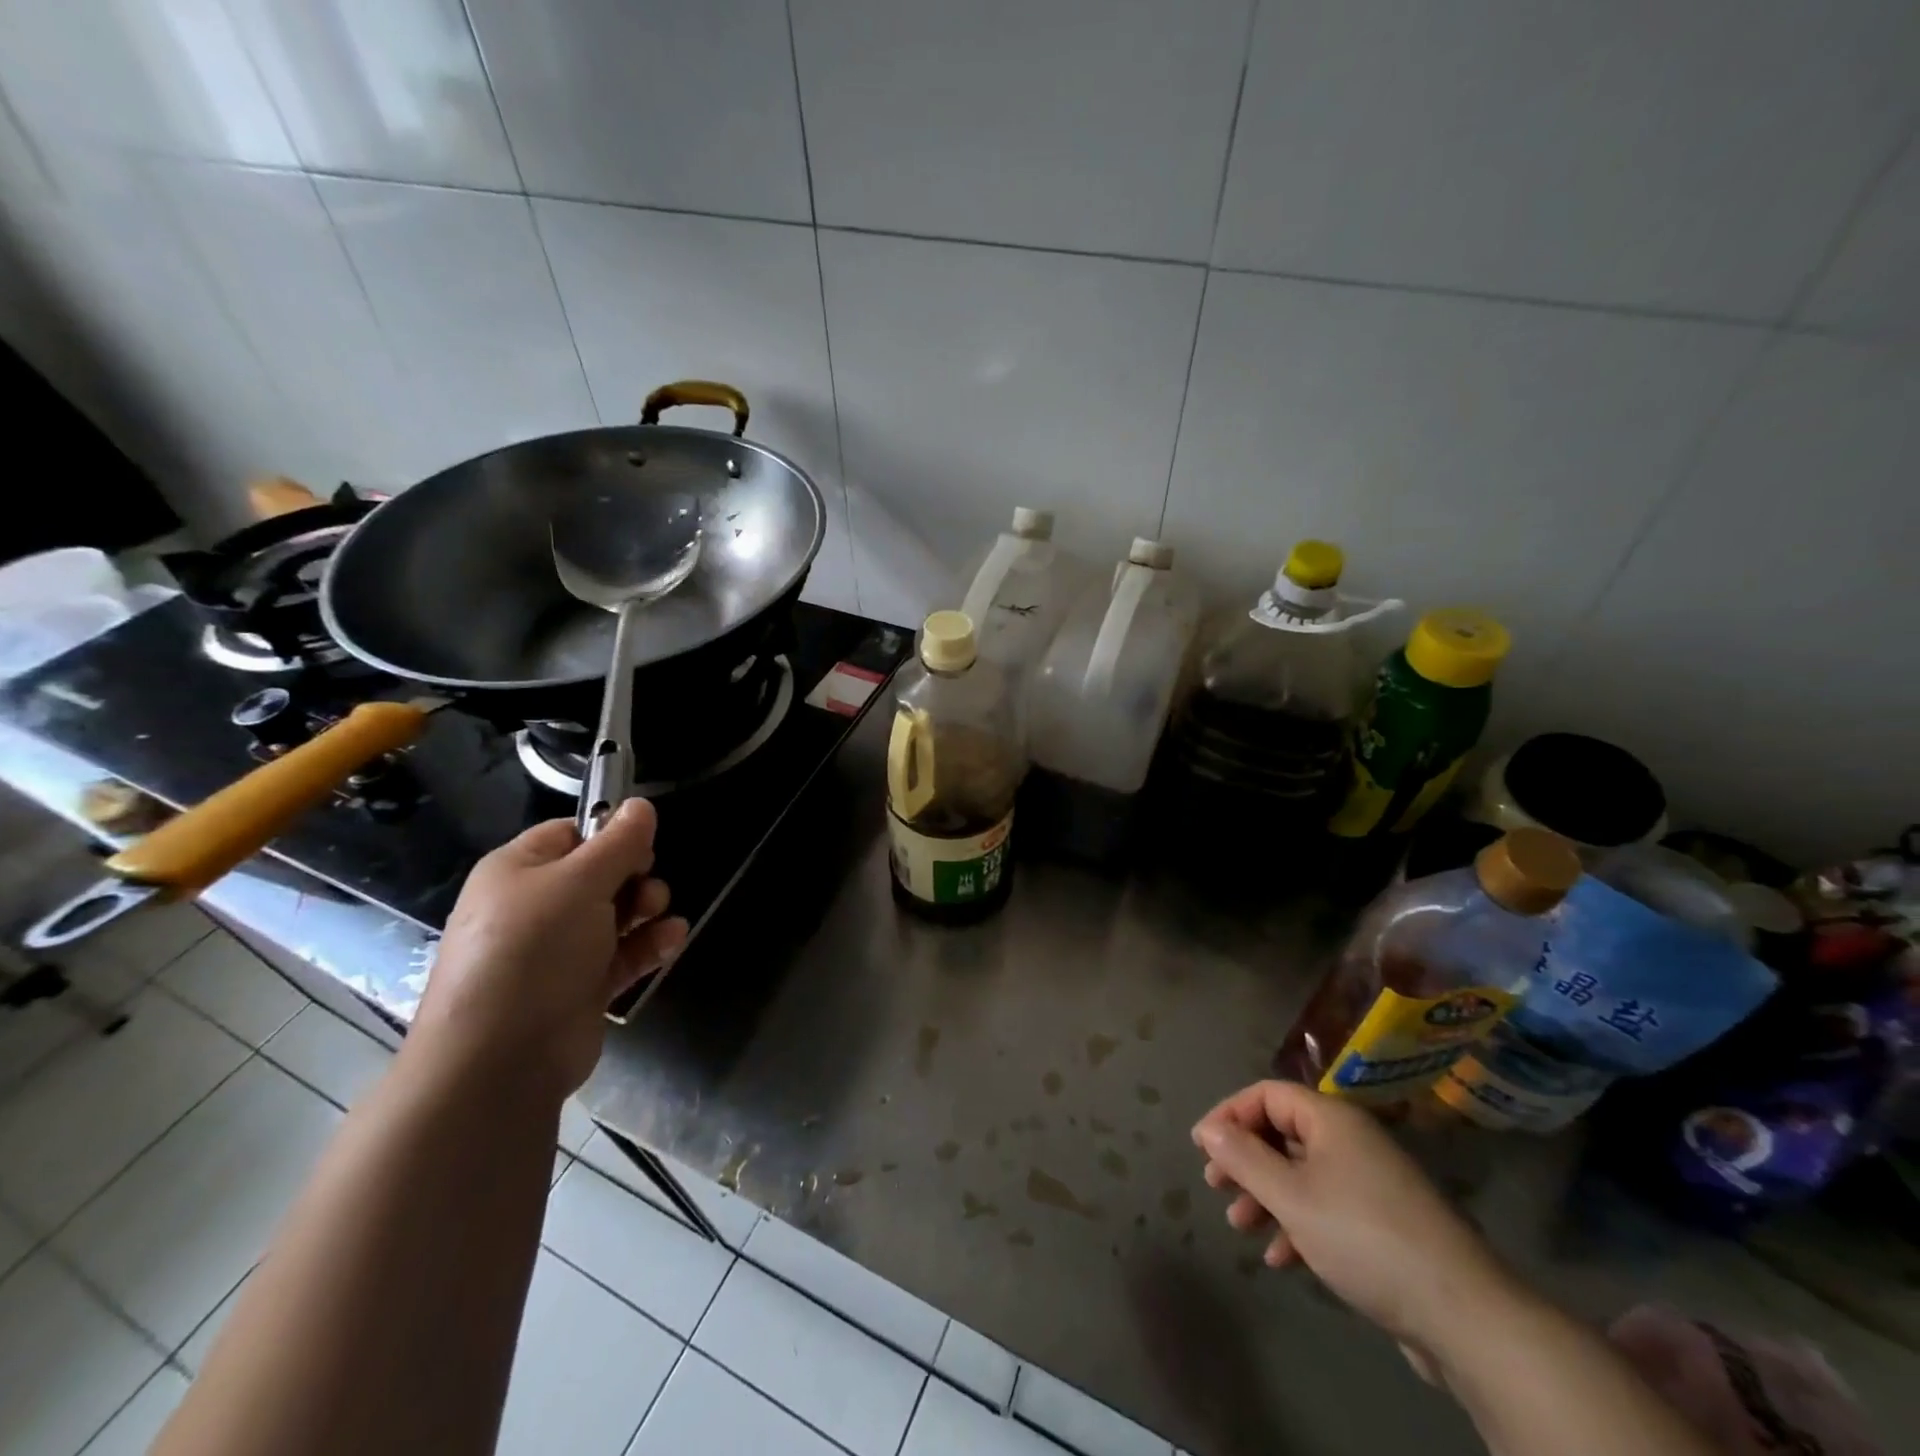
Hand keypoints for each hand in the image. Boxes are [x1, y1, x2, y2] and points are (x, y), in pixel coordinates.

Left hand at [412, 801, 688, 1098]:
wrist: (500, 1059)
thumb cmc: (534, 951)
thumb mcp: (580, 882)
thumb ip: (618, 843)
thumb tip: (642, 804)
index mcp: (518, 871)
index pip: (570, 834)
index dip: (610, 835)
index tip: (642, 845)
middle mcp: (535, 907)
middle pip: (600, 874)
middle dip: (635, 876)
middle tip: (646, 889)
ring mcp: (557, 951)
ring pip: (616, 914)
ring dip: (647, 909)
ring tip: (659, 914)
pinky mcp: (580, 987)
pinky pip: (622, 954)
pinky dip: (648, 945)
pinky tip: (671, 940)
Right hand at [1192, 1080, 1511, 1355]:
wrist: (1463, 1314)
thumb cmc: (1363, 1237)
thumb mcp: (1291, 1196)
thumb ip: (1244, 1158)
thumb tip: (1209, 1129)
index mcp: (1331, 1119)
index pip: (1266, 1095)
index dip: (1229, 1114)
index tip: (1202, 1147)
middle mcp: (1350, 1140)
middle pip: (1282, 1133)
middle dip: (1245, 1159)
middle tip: (1216, 1185)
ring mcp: (1370, 1182)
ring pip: (1301, 1175)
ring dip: (1266, 1196)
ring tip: (1240, 1226)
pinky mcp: (1382, 1223)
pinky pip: (1326, 1208)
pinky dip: (1297, 1224)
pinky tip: (1280, 1258)